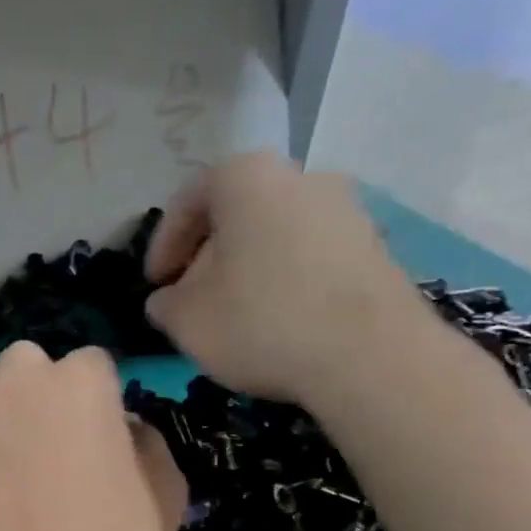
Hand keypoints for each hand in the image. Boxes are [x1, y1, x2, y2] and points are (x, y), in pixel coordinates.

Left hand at [0, 342, 186, 530]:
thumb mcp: (165, 494)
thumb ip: (149, 443)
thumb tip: (125, 428)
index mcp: (81, 379)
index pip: (95, 364)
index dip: (102, 398)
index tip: (104, 435)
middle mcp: (21, 379)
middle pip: (32, 362)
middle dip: (44, 388)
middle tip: (56, 439)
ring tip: (10, 438)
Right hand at [144, 153, 424, 403]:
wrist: (370, 355)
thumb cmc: (261, 322)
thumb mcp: (187, 320)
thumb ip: (165, 304)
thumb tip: (167, 300)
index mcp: (247, 177)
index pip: (188, 201)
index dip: (163, 245)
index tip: (155, 284)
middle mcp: (301, 176)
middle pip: (236, 213)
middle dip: (208, 256)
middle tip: (192, 299)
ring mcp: (347, 208)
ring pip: (276, 234)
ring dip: (248, 269)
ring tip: (235, 314)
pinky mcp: (375, 246)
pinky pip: (311, 255)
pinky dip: (286, 280)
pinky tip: (279, 321)